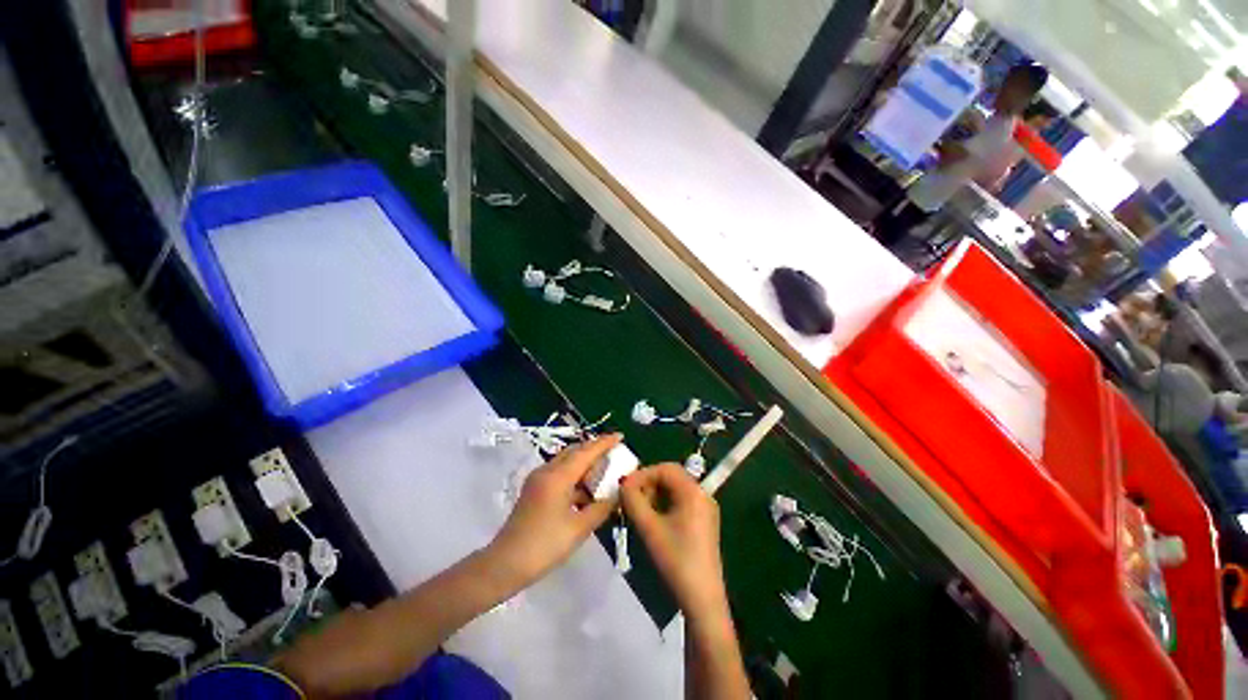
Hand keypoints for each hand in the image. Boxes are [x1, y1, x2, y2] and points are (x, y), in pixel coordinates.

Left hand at [485, 434, 620, 589]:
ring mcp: (538, 479)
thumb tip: (618, 494)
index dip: (604, 443)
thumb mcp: (579, 528)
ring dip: (584, 462)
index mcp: (558, 476)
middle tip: (614, 452)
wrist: (505, 564)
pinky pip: (559, 472)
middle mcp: (547, 471)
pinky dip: (575, 474)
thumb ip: (601, 508)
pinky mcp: (534, 489)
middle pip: (575, 451)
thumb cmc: (544, 545)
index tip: (621, 436)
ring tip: (604, 470)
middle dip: (594, 449)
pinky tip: (586, 489)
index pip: (586, 452)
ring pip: (566, 461)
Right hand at [620, 463, 727, 620]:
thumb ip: (633, 501)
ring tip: (638, 510)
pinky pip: (681, 502)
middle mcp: (702, 494)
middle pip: (671, 477)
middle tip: (631, 499)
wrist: (702, 599)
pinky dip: (664, 504)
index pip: (666, 469)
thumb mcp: (649, 529)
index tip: (625, 487)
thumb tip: (623, 484)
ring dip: (655, 495)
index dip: (643, 474)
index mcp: (693, 492)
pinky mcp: (703, 521)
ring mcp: (705, 508)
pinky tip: (652, 520)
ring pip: (675, 489)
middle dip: (648, 484)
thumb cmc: (676, 560)